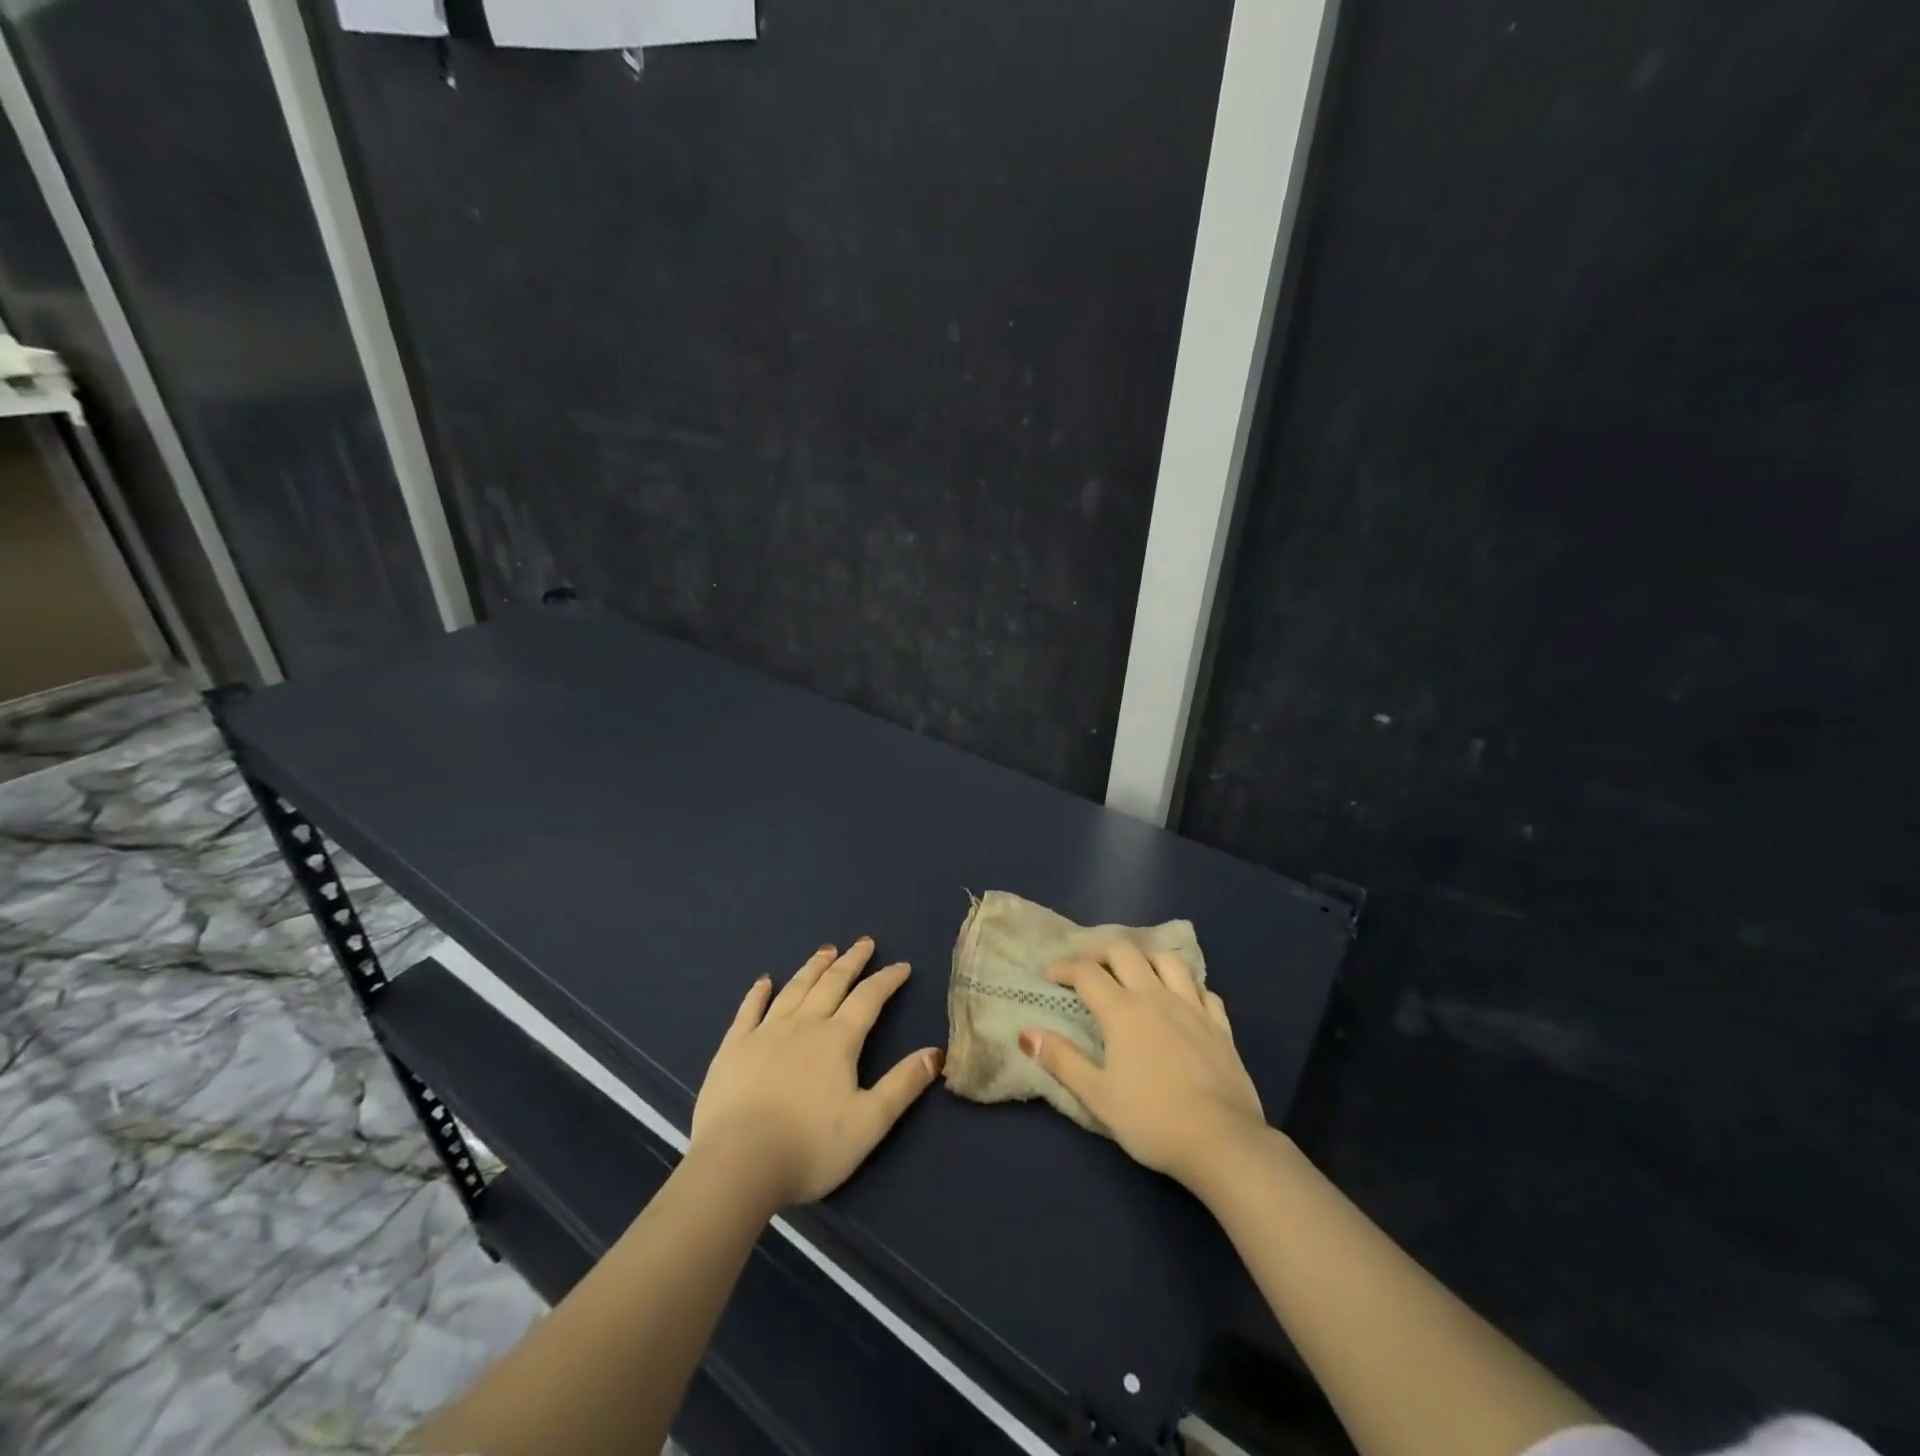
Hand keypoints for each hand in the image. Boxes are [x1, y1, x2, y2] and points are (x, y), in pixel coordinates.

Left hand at [691, 938, 942, 1207]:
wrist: (738, 1163)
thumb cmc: (810, 1147)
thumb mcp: (870, 1122)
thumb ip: (903, 1085)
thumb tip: (935, 1053)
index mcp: (838, 1040)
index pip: (869, 998)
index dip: (887, 979)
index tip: (902, 966)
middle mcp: (804, 1025)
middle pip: (832, 983)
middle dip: (852, 961)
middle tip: (864, 942)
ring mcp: (765, 1033)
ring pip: (794, 989)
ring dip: (813, 967)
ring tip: (826, 950)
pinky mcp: (733, 1048)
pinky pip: (749, 1010)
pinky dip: (758, 992)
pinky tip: (764, 981)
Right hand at [1019, 942, 1266, 1187]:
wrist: (1222, 1142)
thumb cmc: (1152, 1120)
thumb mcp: (1097, 1096)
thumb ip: (1062, 1060)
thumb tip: (1026, 1033)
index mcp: (1122, 1011)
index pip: (1086, 973)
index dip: (1064, 968)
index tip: (1050, 976)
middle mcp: (1156, 997)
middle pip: (1125, 953)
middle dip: (1100, 952)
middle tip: (1088, 968)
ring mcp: (1193, 1007)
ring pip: (1168, 960)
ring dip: (1146, 958)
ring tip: (1135, 972)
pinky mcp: (1220, 1025)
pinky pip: (1203, 990)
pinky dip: (1186, 985)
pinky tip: (1181, 998)